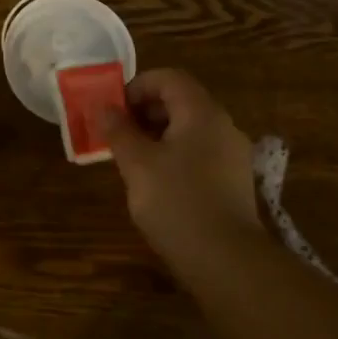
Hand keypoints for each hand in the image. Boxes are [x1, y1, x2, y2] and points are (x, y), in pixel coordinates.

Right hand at [105, 69, 263, 268]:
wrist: (226, 260)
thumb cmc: (176, 202)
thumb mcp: (137, 164)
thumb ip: (118, 131)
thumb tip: (103, 107)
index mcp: (201, 112)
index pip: (169, 78)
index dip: (137, 87)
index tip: (113, 111)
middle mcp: (223, 125)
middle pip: (181, 101)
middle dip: (145, 112)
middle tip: (117, 135)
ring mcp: (233, 154)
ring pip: (190, 129)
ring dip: (158, 136)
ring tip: (132, 161)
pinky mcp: (234, 181)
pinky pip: (200, 153)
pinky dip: (175, 155)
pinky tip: (158, 184)